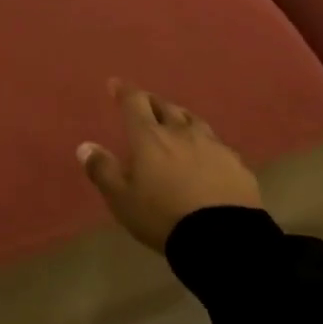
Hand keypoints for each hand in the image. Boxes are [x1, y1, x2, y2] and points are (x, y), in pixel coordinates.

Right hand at [77, 79, 260, 251]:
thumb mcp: (121, 198)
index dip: (124, 91)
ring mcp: (213, 146)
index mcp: (149, 137)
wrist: (223, 238)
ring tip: (175, 121)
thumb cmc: (163, 215)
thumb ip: (102, 170)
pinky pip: (216, 144)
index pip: (134, 103)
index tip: (115, 84)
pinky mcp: (236, 164)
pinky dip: (204, 142)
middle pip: (165, 106)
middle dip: (151, 102)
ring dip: (180, 117)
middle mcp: (181, 132)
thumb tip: (85, 146)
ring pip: (193, 120)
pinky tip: (205, 153)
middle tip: (144, 104)